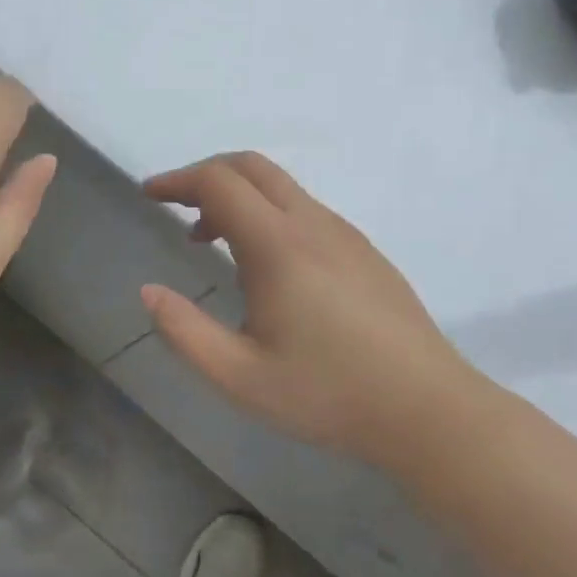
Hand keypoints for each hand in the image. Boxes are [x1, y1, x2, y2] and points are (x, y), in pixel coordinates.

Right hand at [140, 152, 490, 467]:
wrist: (427, 409)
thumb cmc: (328, 394)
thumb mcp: (240, 376)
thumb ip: (185, 332)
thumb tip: (149, 292)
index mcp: (278, 245)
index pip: (218, 182)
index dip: (177, 180)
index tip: (149, 195)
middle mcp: (312, 223)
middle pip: (251, 166)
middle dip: (205, 174)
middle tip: (176, 206)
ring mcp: (344, 233)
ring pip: (280, 187)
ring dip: (238, 196)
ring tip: (211, 240)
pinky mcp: (364, 250)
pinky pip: (304, 209)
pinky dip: (267, 213)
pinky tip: (265, 265)